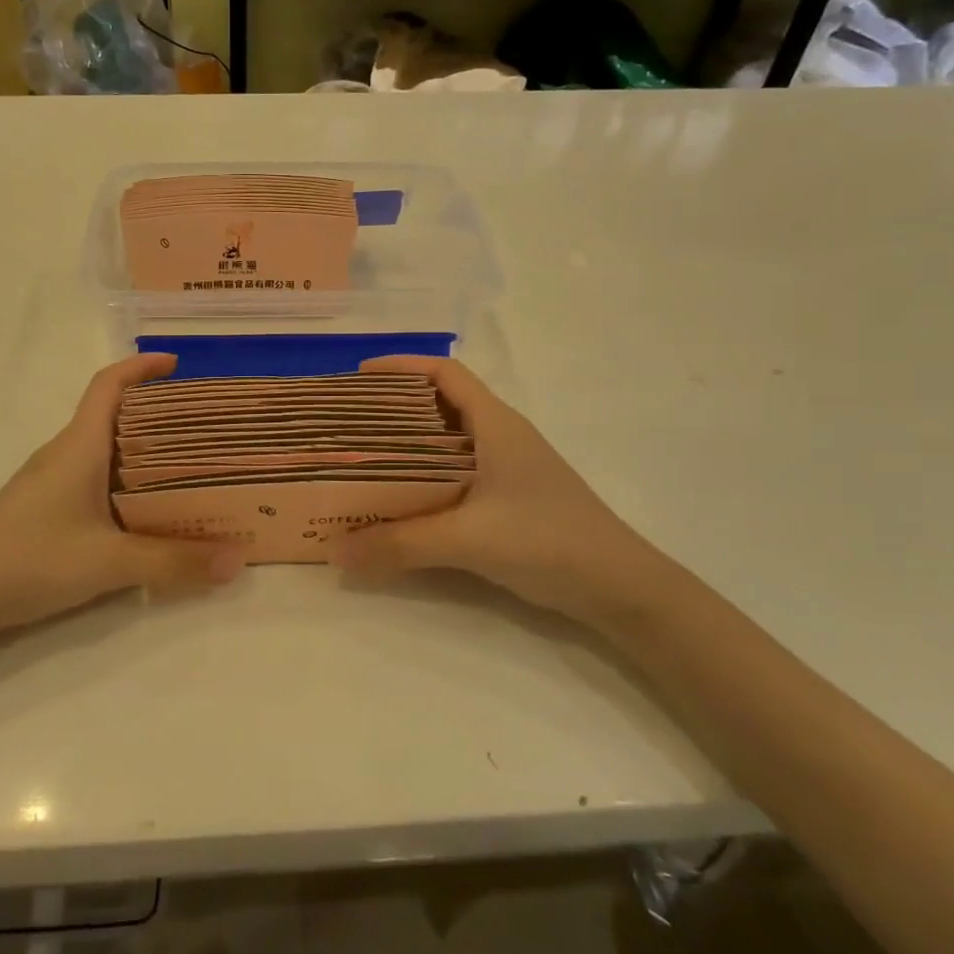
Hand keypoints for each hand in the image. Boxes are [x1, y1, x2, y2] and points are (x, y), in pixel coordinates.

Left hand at [0, 354, 244, 640]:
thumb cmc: (31, 560)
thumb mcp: (110, 563)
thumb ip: (174, 562)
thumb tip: (238, 560)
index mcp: (79, 446)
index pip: (108, 385)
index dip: (141, 367)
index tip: (177, 364)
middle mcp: (64, 454)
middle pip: (112, 414)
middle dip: (156, 411)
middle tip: (202, 427)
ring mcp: (50, 481)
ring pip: (103, 449)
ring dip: (141, 449)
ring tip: (186, 466)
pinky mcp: (45, 508)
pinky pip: (94, 477)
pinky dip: (125, 480)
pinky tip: (144, 509)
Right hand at [331, 356, 672, 625]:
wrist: (620, 587)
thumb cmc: (548, 541)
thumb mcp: (468, 539)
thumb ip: (401, 544)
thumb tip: (334, 550)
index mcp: (495, 424)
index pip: (445, 373)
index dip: (402, 366)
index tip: (359, 376)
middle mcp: (501, 436)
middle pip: (440, 404)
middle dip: (394, 406)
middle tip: (350, 423)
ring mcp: (508, 468)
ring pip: (447, 441)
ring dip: (408, 444)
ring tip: (364, 458)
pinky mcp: (510, 498)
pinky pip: (455, 472)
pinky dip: (424, 476)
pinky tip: (402, 500)